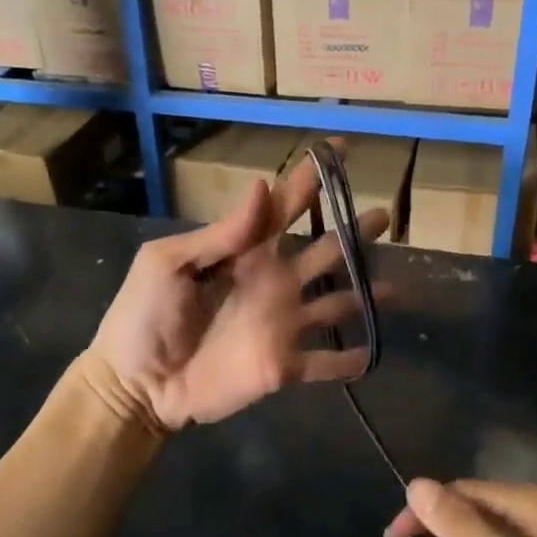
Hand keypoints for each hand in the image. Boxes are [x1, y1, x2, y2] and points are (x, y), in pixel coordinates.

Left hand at [88, 151, 388, 430]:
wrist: (136, 384)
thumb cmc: (144, 317)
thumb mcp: (169, 263)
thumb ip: (220, 233)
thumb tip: (262, 186)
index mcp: (245, 253)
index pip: (283, 208)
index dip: (310, 181)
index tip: (340, 153)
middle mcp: (273, 283)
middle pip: (324, 250)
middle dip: (353, 231)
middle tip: (385, 215)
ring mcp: (282, 325)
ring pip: (336, 303)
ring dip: (366, 294)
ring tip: (399, 287)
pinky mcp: (284, 366)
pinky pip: (325, 363)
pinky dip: (350, 360)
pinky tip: (374, 352)